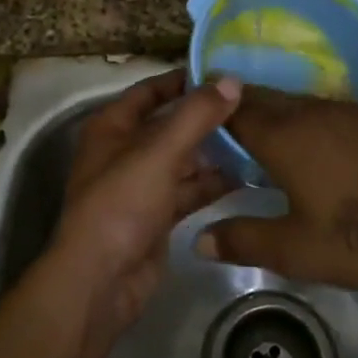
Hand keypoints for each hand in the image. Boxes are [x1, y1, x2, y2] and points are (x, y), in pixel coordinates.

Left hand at [51, 70, 241, 337]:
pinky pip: (189, 190)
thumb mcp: (158, 152)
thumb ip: (196, 116)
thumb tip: (231, 80)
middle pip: (171, 125)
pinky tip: (247, 176)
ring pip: (184, 159)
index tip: (223, 73)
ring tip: (258, 138)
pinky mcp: (157, 216)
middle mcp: (125, 150)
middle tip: (252, 106)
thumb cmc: (121, 204)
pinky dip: (212, 183)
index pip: (151, 90)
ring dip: (215, 151)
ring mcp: (142, 185)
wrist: (100, 283)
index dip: (183, 80)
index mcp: (113, 126)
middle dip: (207, 118)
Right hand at [197, 87, 357, 290]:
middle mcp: (311, 111)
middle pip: (265, 98)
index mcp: (284, 137)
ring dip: (276, 111)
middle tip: (221, 124)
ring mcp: (346, 108)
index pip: (236, 111)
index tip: (195, 117)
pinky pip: (327, 107)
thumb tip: (198, 240)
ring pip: (297, 101)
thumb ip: (244, 240)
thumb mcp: (297, 251)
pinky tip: (316, 142)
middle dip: (241, 107)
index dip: (212, 111)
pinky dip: (309, 117)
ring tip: (263, 133)